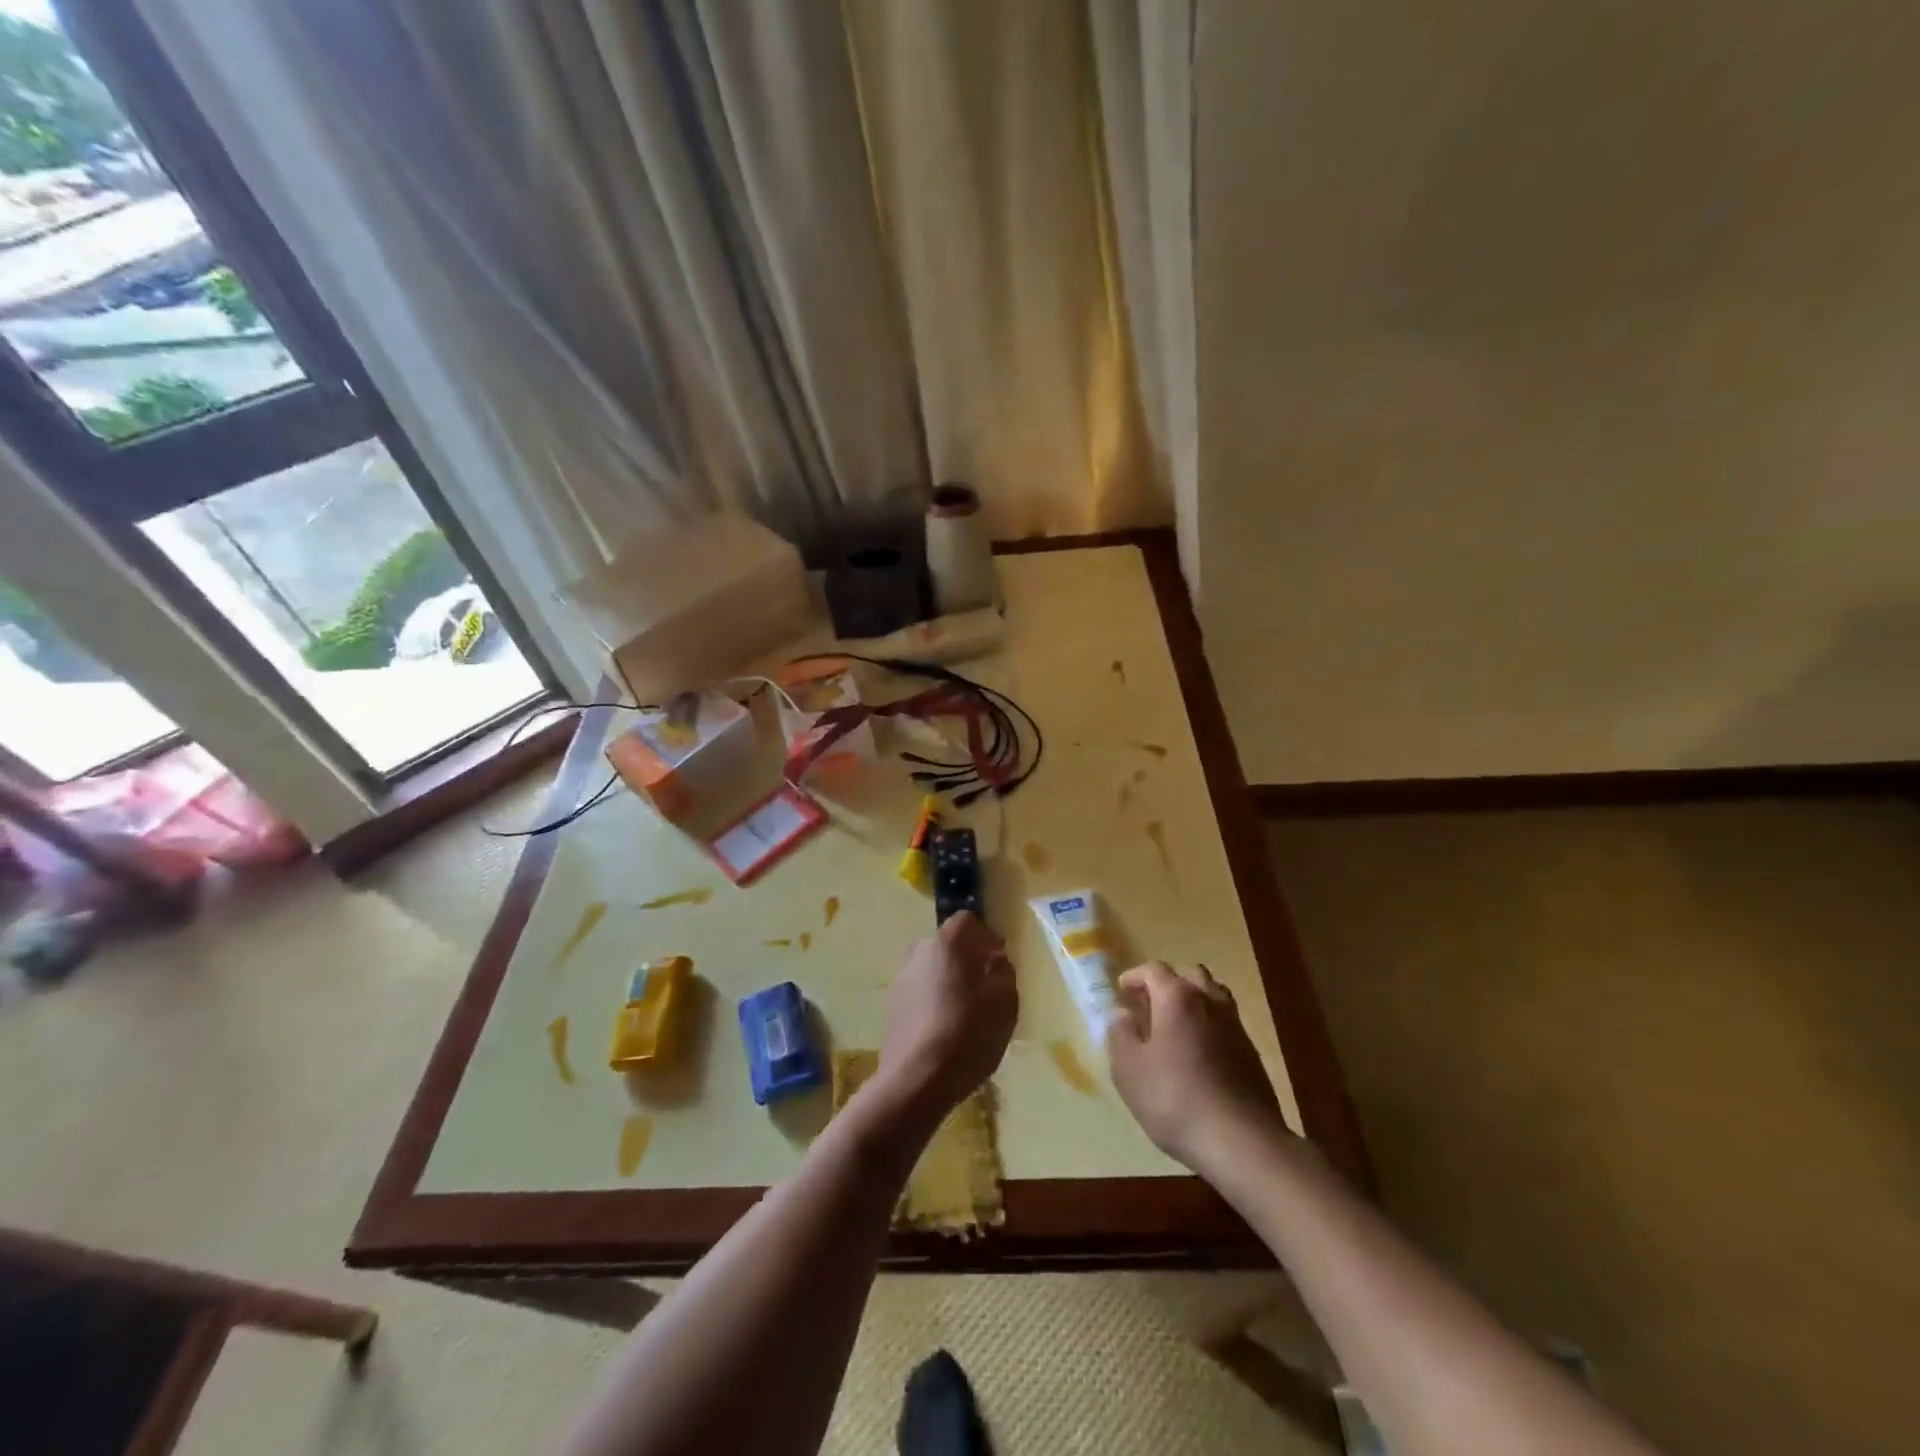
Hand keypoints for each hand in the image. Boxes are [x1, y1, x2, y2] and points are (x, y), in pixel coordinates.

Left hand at [878, 911, 1017, 1124]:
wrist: (916, 1079)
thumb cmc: (968, 1033)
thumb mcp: (1004, 1002)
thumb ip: (1004, 972)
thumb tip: (995, 961)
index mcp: (947, 943)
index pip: (967, 921)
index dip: (986, 936)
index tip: (1000, 959)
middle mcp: (919, 952)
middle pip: (948, 945)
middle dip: (967, 959)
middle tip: (986, 985)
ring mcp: (901, 979)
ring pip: (932, 969)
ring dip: (949, 981)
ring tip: (967, 1011)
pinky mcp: (891, 1007)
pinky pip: (920, 993)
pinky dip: (933, 1001)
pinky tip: (945, 1029)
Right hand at [1108, 962, 1290, 1174]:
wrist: (1242, 1141)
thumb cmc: (1174, 1098)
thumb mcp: (1128, 1069)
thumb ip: (1120, 1034)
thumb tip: (1122, 1015)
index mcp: (1177, 998)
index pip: (1154, 970)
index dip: (1135, 977)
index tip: (1121, 991)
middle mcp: (1209, 1002)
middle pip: (1190, 976)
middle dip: (1167, 985)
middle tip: (1149, 1005)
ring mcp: (1235, 1027)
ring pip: (1213, 997)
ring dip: (1193, 1002)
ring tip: (1175, 1026)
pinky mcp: (1252, 1055)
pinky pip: (1226, 1025)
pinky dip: (1209, 1027)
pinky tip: (1198, 1055)